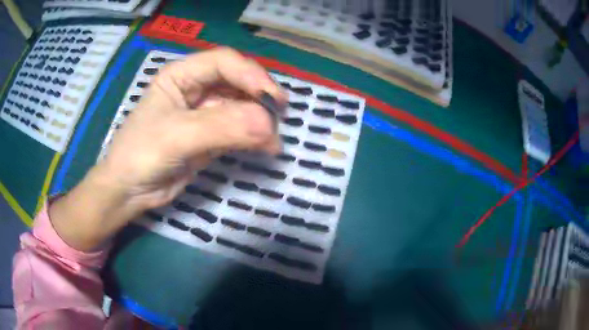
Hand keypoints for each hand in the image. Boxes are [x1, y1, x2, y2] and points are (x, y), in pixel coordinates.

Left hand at [49, 48, 286, 250]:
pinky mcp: (209, 136)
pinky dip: (253, 136)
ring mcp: (203, 113)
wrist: (129, 191)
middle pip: (236, 81)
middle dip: (258, 97)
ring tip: (272, 138)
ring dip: (258, 119)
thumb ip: (222, 127)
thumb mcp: (177, 136)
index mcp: (181, 75)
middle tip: (278, 118)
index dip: (250, 75)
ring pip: (240, 105)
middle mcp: (195, 88)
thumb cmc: (141, 154)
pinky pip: (237, 129)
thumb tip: (269, 126)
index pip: (224, 62)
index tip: (271, 100)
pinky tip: (264, 146)